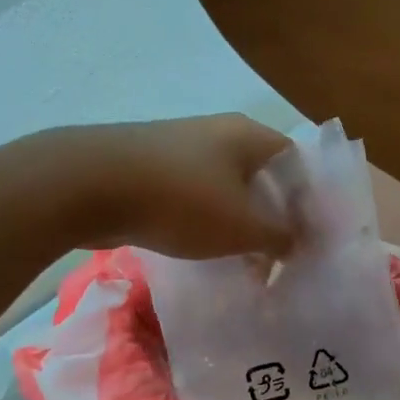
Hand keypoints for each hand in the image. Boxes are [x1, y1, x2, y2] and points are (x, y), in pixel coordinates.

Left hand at [53, 113, 296, 259]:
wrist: (90, 186)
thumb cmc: (182, 201)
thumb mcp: (242, 227)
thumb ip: (278, 237)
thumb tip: (297, 242)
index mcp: (248, 137)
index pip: (295, 162)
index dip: (308, 200)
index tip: (309, 238)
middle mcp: (218, 134)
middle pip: (261, 177)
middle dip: (273, 218)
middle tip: (279, 258)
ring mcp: (181, 150)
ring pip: (226, 190)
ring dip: (238, 225)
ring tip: (245, 265)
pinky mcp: (151, 170)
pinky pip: (194, 198)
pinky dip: (206, 224)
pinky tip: (204, 253)